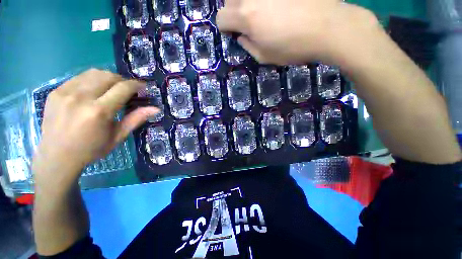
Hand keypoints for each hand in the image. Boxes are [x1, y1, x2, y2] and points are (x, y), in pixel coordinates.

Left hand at [32, 69, 158, 184]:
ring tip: (112, 89)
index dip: (136, 85)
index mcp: (99, 112)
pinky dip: (93, 80)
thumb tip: (156, 109)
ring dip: (108, 78)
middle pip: (108, 76)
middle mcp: (81, 97)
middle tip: (128, 90)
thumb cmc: (91, 150)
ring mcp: (65, 92)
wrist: (56, 156)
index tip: (143, 87)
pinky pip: (80, 77)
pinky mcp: (56, 91)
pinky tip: (94, 91)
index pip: (123, 88)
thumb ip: (136, 119)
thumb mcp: (118, 136)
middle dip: (123, 80)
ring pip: (94, 73)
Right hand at [217, 0, 377, 64]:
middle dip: (233, 11)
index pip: (221, 18)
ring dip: (246, 3)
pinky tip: (274, 7)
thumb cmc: (292, 47)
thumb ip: (248, 46)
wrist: (328, 27)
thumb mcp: (264, 57)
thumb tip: (242, 36)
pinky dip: (263, 2)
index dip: (224, 28)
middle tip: (245, 22)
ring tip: (260, 13)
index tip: (233, 33)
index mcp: (246, 16)